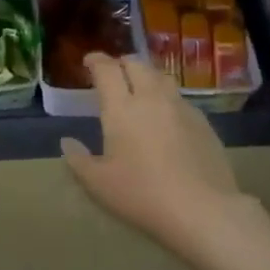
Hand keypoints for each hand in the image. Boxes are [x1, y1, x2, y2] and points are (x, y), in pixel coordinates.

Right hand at [61, 53, 245, 259]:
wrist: (202, 209)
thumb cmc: (141, 195)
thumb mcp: (98, 184)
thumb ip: (78, 160)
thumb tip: (67, 142)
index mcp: (121, 108)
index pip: (107, 70)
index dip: (96, 61)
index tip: (89, 62)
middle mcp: (152, 98)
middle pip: (137, 65)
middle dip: (122, 64)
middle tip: (114, 74)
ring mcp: (181, 108)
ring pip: (161, 78)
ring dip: (146, 77)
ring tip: (140, 89)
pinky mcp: (203, 122)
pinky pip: (179, 98)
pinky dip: (166, 98)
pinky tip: (165, 117)